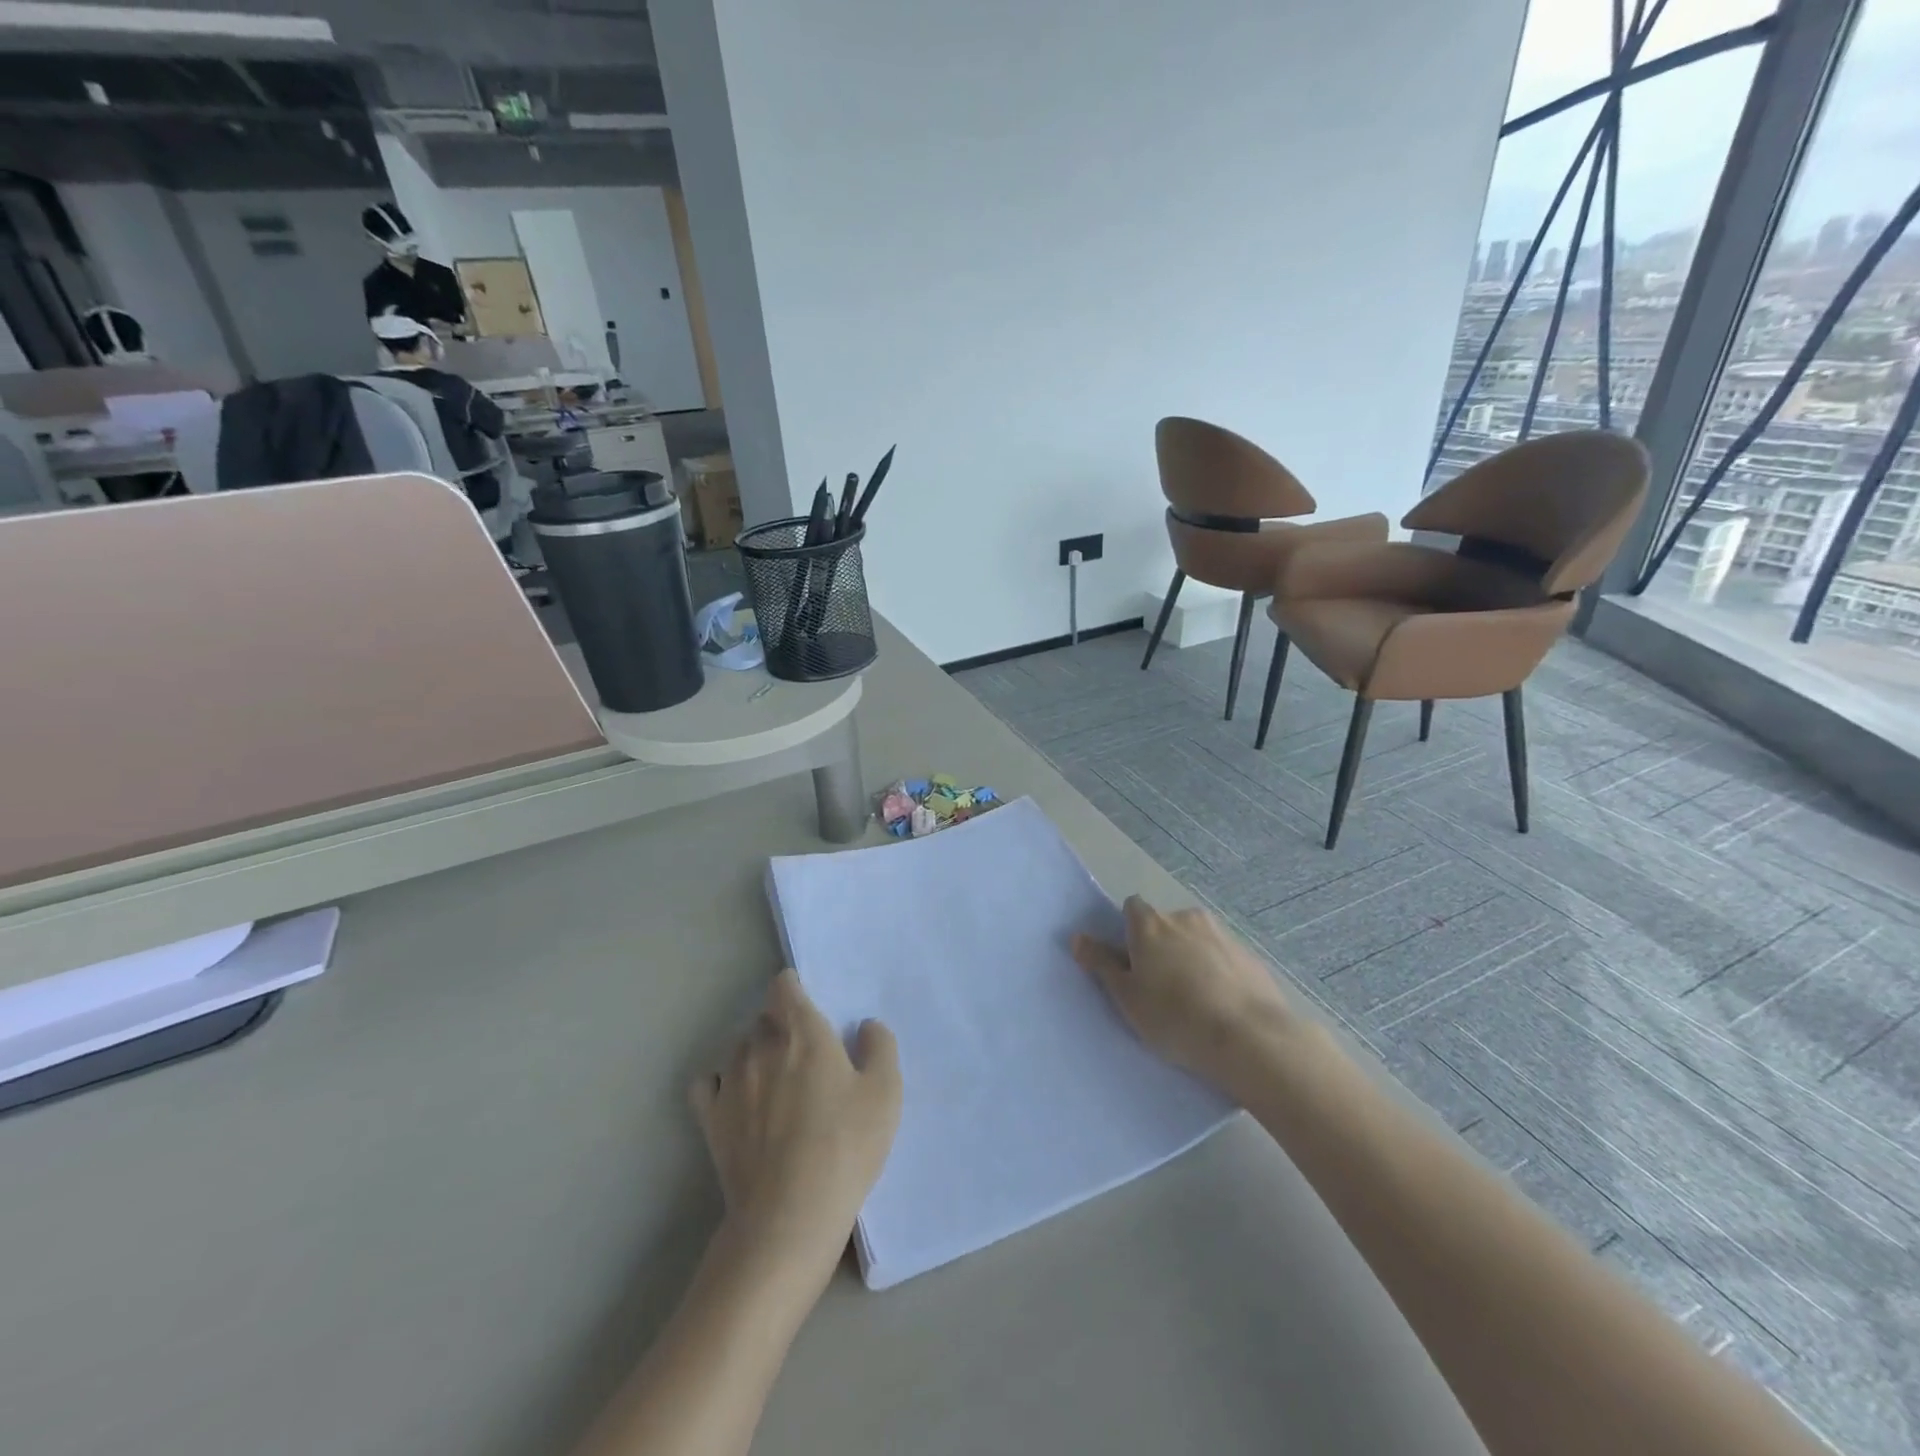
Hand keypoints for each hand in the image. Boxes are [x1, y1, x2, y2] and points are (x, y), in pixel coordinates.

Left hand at [689, 970, 901, 1288]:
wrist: (789, 1216)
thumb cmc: (844, 1145)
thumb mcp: (885, 1092)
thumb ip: (879, 1046)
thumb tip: (865, 1026)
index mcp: (802, 1031)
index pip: (784, 986)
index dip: (795, 988)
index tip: (809, 1005)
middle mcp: (760, 1045)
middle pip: (764, 1017)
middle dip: (782, 1026)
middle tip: (805, 1054)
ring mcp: (730, 1081)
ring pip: (739, 1048)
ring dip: (756, 1054)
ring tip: (776, 1083)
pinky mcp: (711, 1119)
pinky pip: (709, 1083)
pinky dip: (721, 1083)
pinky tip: (738, 1100)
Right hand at [1072, 897, 1299, 1095]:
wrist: (1251, 1039)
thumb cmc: (1175, 1017)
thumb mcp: (1127, 997)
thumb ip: (1102, 964)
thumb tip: (1078, 937)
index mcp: (1151, 924)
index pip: (1133, 908)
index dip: (1129, 931)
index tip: (1131, 961)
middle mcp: (1186, 918)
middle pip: (1165, 925)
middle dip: (1162, 947)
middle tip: (1160, 988)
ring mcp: (1222, 934)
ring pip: (1196, 940)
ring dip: (1191, 959)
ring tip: (1195, 1002)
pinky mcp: (1250, 956)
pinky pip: (1223, 958)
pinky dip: (1218, 973)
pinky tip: (1222, 1007)